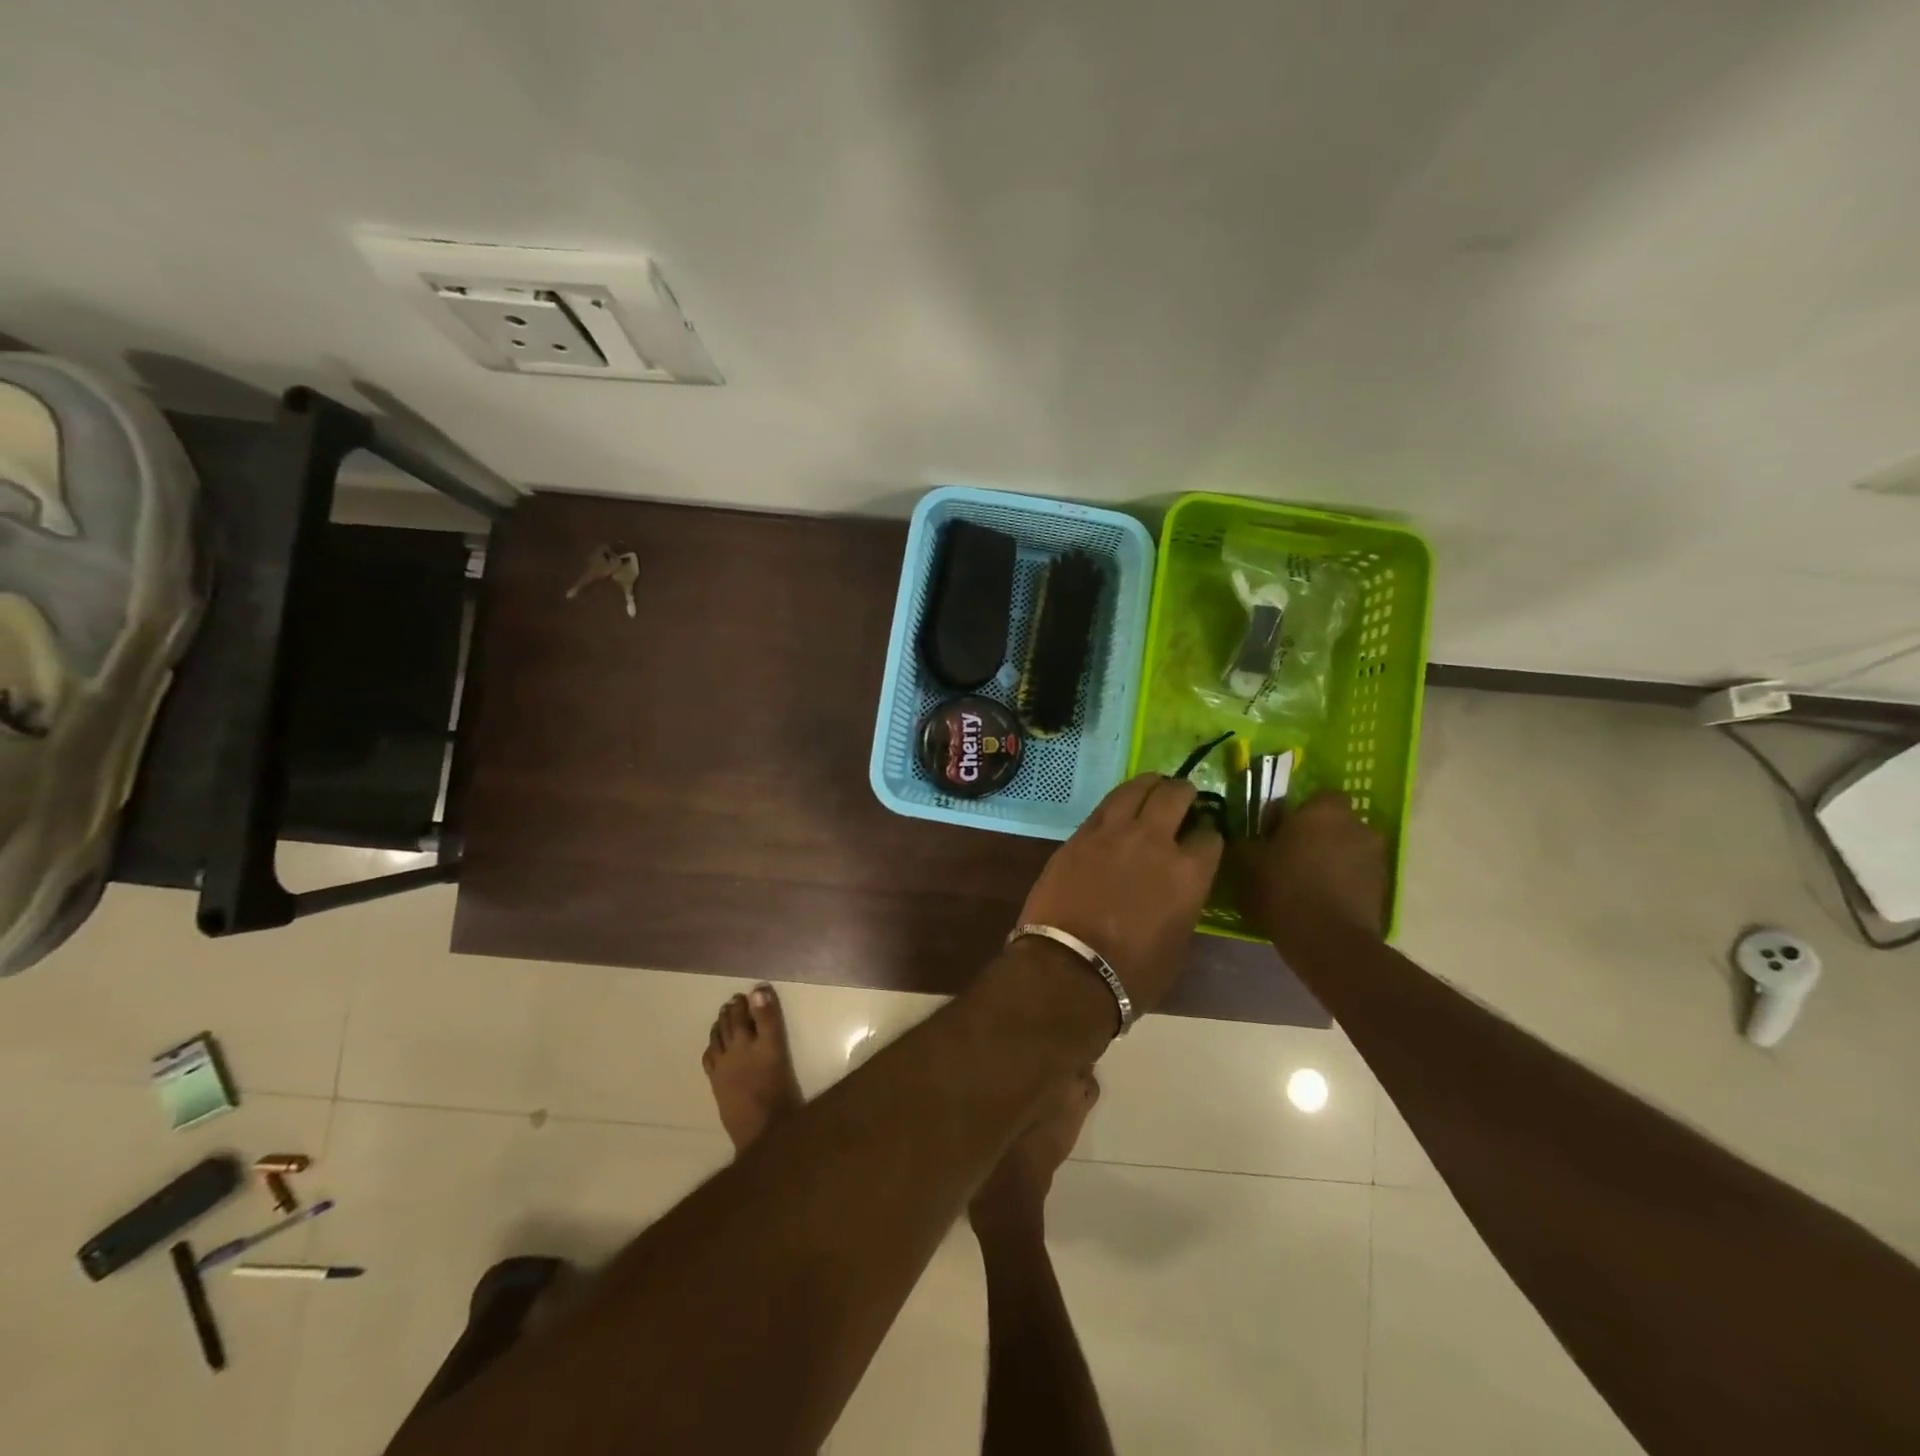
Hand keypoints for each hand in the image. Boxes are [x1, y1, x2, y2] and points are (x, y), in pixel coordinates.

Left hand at [1017, 774, 1222, 1014]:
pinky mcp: (1079, 835)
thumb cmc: (1133, 973)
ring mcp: (1112, 832)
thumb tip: (1178, 888)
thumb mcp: (1178, 943)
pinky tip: (1119, 807)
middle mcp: (1154, 840)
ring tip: (1153, 787)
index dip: (1209, 835)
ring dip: (1149, 785)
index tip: (1204, 839)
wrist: (1069, 968)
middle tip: (1184, 797)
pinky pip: (1104, 806)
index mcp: (1188, 872)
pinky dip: (1118, 802)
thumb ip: (1184, 903)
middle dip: (1184, 793)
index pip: (1210, 837)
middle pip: (1175, 796)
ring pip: (1136, 788)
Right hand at [1236, 789, 1387, 939]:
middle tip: (1292, 856)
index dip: (1298, 813)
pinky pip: (1358, 874)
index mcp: (1323, 810)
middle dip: (1317, 835)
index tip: (1278, 832)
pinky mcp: (1383, 886)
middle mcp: (1356, 825)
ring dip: (1332, 859)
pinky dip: (1343, 881)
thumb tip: (1247, 835)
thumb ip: (1249, 840)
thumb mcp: (1249, 861)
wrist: (1329, 939)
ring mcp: (1375, 856)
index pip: (1316, 796)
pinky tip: (1322, 900)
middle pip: (1335, 823)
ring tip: (1308, 882)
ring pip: (1348, 849)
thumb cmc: (1284, 888)